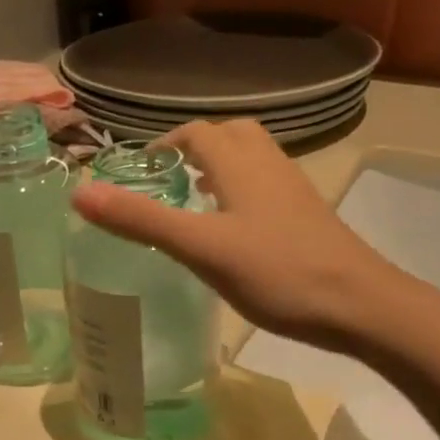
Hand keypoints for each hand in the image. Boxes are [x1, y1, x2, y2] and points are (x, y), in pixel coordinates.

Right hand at [72, 118, 401, 348]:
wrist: (360, 305)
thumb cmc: (277, 273)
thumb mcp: (201, 248)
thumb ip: (142, 220)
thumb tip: (79, 191)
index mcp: (241, 165)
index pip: (198, 133)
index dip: (165, 145)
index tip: (139, 171)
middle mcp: (270, 166)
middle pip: (231, 136)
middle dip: (197, 148)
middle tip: (168, 179)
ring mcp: (295, 192)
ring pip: (253, 162)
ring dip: (221, 169)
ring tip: (194, 200)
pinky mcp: (308, 218)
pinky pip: (268, 189)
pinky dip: (242, 194)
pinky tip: (234, 233)